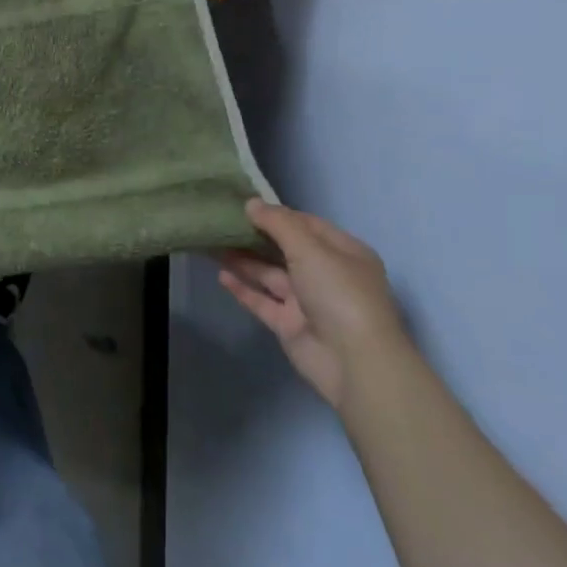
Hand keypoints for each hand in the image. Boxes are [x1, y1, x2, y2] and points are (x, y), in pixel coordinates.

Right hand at [218, 199, 405, 409]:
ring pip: (269, 274)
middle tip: (221, 221)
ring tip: (212, 243)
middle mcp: (326, 274)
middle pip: (285, 249)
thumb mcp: (310, 248)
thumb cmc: (339, 293)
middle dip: (255, 236)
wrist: (354, 362)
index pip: (307, 225)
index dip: (277, 214)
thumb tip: (251, 203)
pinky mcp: (289, 325)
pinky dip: (243, 288)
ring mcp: (307, 301)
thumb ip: (278, 223)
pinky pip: (262, 301)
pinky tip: (220, 275)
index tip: (244, 204)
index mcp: (343, 253)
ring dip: (243, 260)